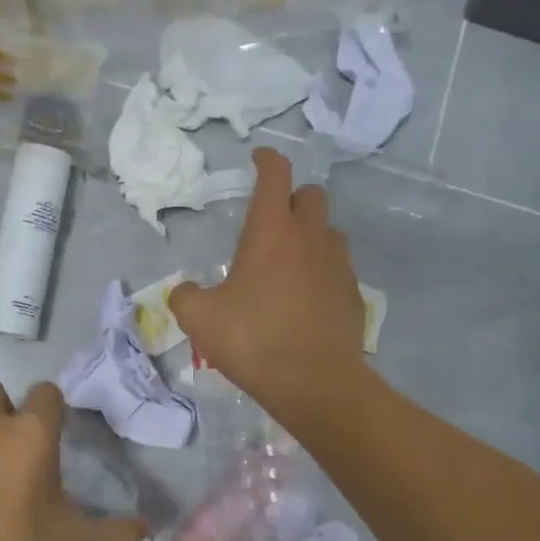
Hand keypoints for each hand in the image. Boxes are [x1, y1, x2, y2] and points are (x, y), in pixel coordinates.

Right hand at [171, 147, 367, 417]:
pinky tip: (309, 298)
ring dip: (312, 235)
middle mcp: (310, 237)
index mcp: (272, 231)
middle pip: (311, 195)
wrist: (315, 382)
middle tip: (273, 221)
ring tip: (291, 262)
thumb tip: (184, 291)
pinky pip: (340, 269)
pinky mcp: (354, 294)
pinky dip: (324, 271)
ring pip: (329, 232)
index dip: (267, 159)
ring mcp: (339, 265)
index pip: (276, 174)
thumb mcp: (201, 320)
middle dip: (293, 198)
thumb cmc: (254, 339)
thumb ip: (185, 297)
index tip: (259, 158)